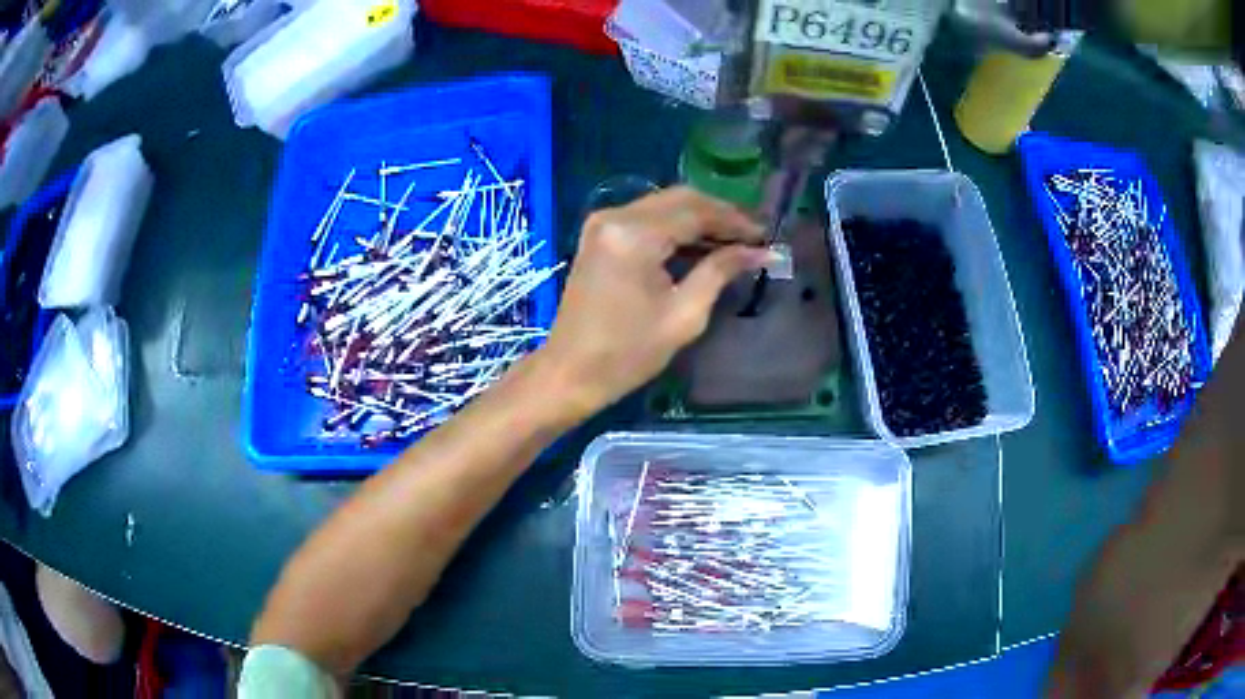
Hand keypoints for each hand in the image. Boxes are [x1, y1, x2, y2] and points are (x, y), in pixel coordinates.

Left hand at [535, 187, 767, 416]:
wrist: (570, 372)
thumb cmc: (627, 353)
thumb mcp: (684, 315)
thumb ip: (720, 271)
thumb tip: (759, 251)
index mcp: (634, 235)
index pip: (696, 212)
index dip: (735, 221)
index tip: (766, 235)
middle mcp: (615, 216)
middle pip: (680, 199)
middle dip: (720, 215)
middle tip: (754, 236)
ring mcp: (602, 223)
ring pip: (664, 205)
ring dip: (700, 219)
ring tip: (735, 241)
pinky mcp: (599, 234)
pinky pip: (647, 218)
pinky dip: (676, 227)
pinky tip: (701, 245)